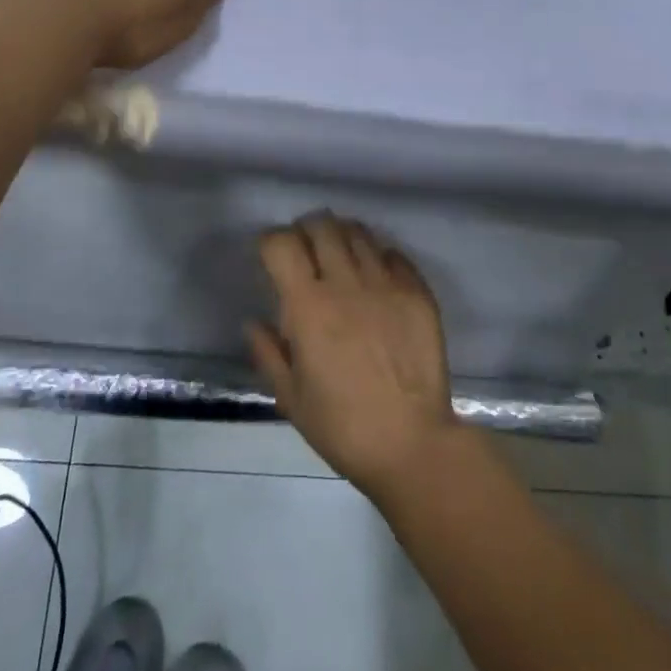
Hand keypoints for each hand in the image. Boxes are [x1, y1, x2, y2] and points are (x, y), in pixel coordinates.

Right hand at [247, 214, 461, 498]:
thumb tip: (254, 322)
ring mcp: (385, 283)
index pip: (282, 243)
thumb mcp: (291, 399)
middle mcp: (346, 283)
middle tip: (305, 251)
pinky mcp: (417, 292)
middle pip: (321, 225)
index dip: (271, 242)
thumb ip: (268, 353)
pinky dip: (378, 256)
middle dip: (306, 230)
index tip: (271, 257)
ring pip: (358, 232)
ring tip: (339, 257)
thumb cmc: (343, 427)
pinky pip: (393, 254)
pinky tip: (375, 276)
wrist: (412, 445)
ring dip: (342, 237)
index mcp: (309, 306)